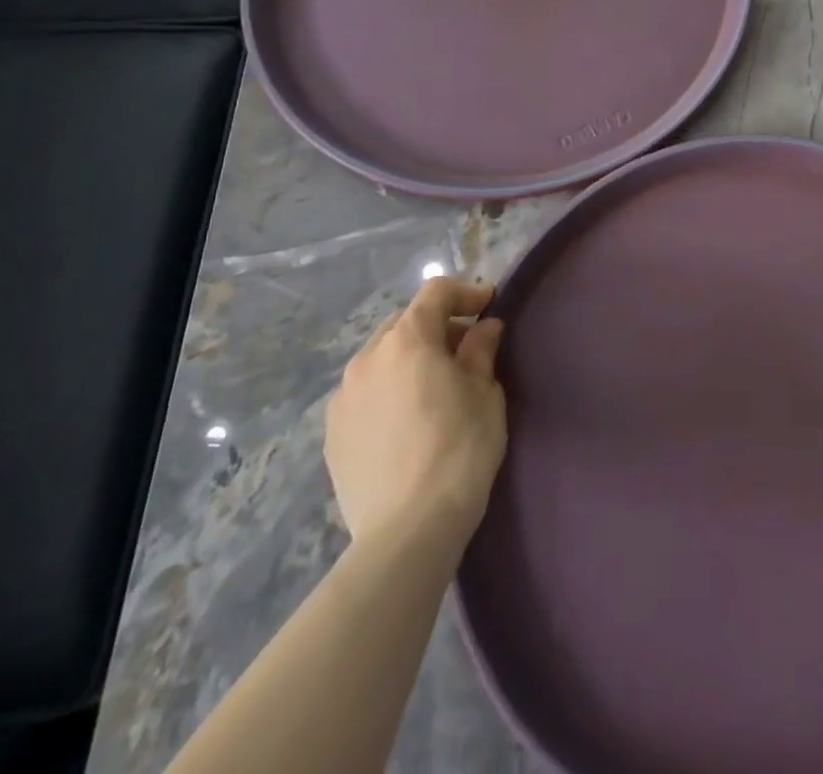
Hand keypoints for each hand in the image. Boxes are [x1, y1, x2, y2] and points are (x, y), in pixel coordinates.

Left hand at [325, 277, 506, 544]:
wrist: (407, 529)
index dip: (466, 293)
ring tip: (433, 386)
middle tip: (465, 349)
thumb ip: (481, 351)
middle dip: (436, 326)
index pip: (436, 293)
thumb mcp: (485, 393)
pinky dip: (388, 388)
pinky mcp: (333, 433)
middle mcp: (367, 358)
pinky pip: (365, 392)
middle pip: (404, 322)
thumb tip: (483, 328)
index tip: (489, 307)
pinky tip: (407, 419)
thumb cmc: (459, 449)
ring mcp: (343, 397)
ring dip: (409, 358)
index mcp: (408, 341)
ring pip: (381, 357)